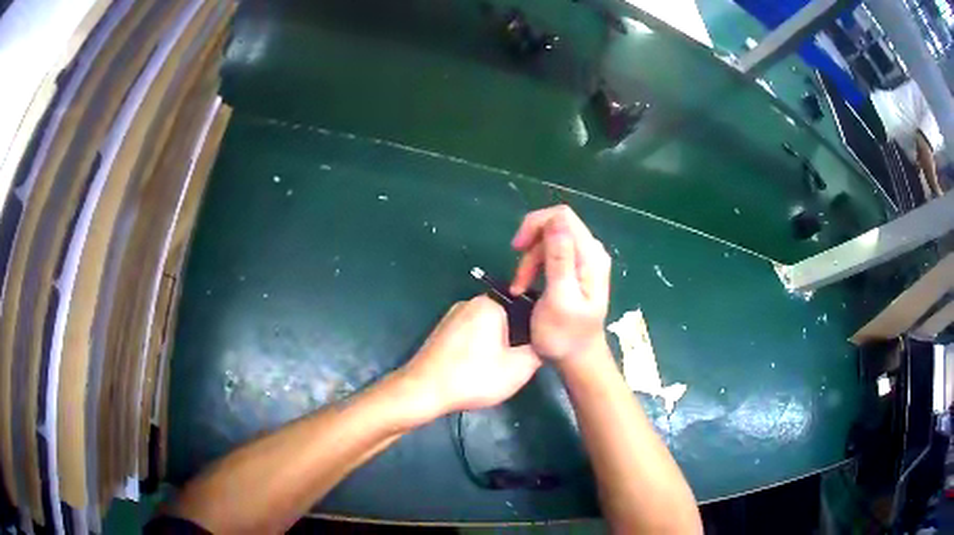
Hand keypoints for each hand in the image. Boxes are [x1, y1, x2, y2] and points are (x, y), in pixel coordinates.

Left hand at [399, 296, 541, 417]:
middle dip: (512, 342)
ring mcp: (452, 316)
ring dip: (493, 349)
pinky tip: (474, 372)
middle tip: (512, 367)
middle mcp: (470, 302)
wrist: (423, 391)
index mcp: (490, 303)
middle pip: (506, 321)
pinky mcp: (441, 332)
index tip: (531, 355)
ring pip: (486, 331)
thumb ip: (539, 350)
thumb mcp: (519, 368)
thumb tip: (543, 342)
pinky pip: (469, 337)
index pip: (525, 311)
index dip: (533, 334)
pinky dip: (475, 352)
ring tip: (492, 372)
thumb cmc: (473, 377)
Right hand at [509, 205, 611, 359]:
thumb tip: (555, 220)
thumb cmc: (565, 335)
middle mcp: (591, 251)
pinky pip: (552, 253)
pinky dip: (535, 266)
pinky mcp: (576, 270)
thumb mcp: (559, 298)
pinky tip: (526, 284)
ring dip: (529, 259)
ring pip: (550, 240)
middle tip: (516, 272)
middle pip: (555, 225)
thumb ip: (559, 258)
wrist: (578, 359)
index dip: (535, 224)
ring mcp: (585, 260)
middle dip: (530, 244)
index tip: (517, 248)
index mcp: (590, 256)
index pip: (561, 217)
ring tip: (518, 286)